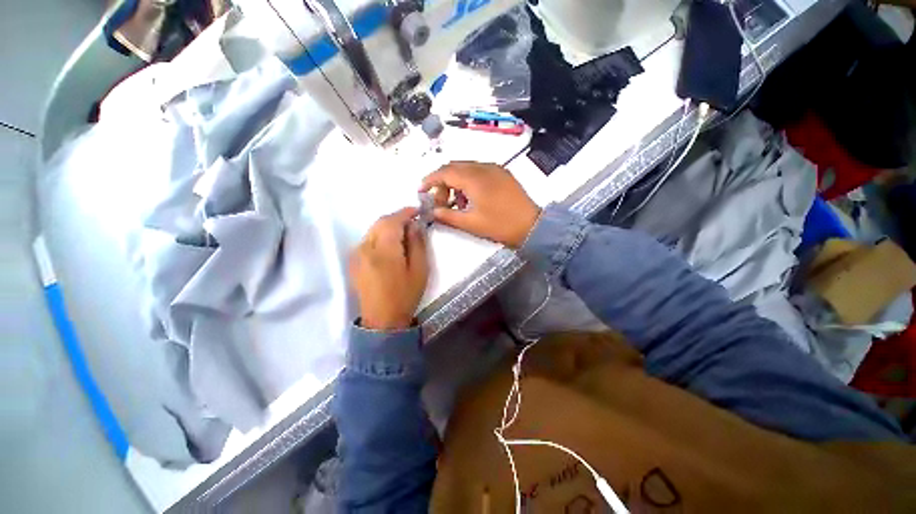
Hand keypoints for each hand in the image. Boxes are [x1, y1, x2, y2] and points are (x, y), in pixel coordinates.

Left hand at [350, 208, 428, 330]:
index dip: (405, 212)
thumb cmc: (405, 295)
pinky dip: (380, 236)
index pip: (392, 221)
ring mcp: (356, 254)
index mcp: (383, 251)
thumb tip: (414, 225)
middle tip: (412, 223)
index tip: (417, 210)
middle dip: (397, 218)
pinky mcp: (353, 261)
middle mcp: (365, 248)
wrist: (382, 320)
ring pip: (373, 230)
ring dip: (388, 227)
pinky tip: (390, 245)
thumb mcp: (419, 270)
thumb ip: (417, 244)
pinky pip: (367, 240)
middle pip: (380, 223)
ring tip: (403, 234)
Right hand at [420, 162, 539, 247]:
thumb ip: (448, 216)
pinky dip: (469, 180)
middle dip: (442, 182)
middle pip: (454, 167)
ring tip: (457, 202)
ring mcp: (495, 169)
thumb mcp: (471, 224)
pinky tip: (471, 197)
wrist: (532, 226)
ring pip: (467, 167)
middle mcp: (484, 167)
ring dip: (456, 181)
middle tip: (440, 201)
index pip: (445, 172)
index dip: (430, 180)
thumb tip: (433, 211)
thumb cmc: (500, 225)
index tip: (421, 190)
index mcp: (474, 178)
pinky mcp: (503, 173)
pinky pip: (479, 170)